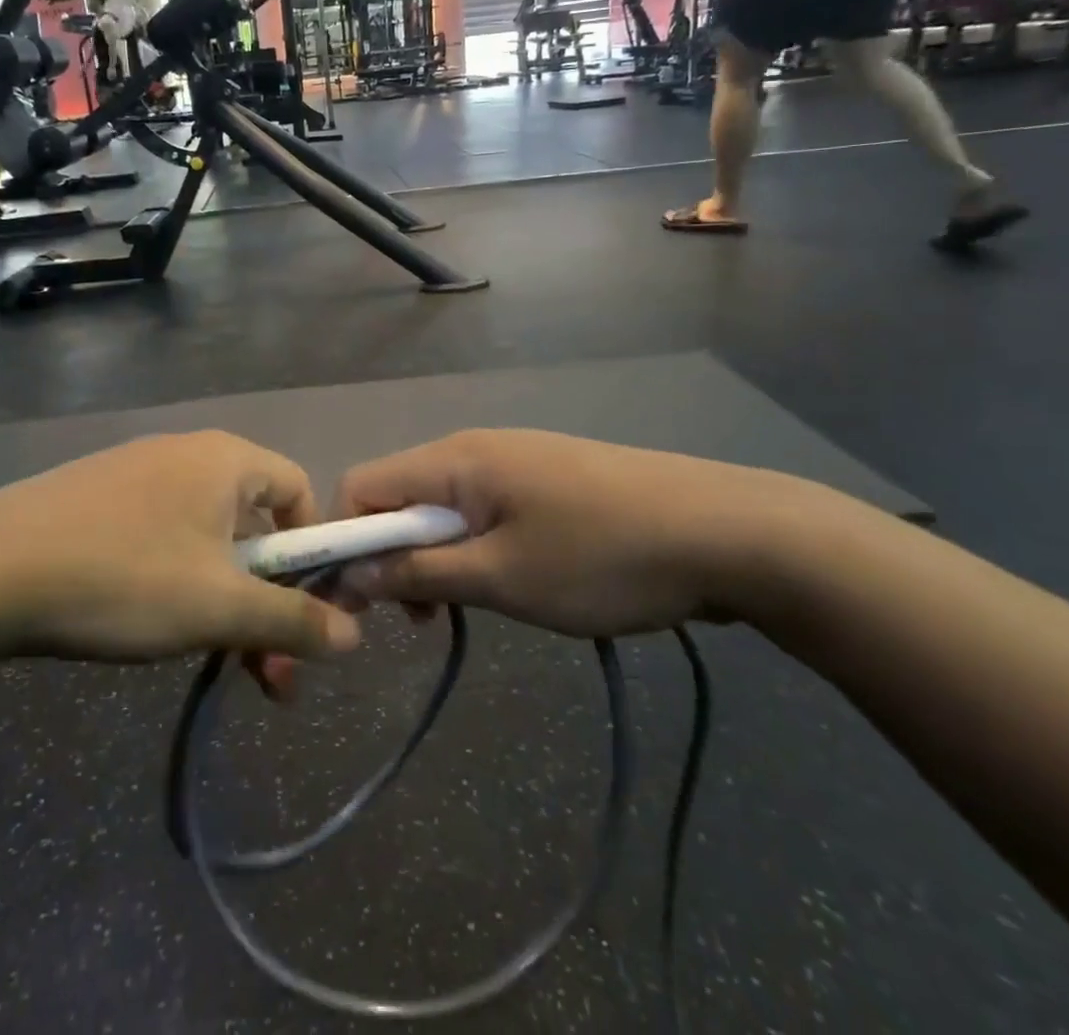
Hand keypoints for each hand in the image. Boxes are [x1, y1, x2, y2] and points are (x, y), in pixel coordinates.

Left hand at [0, 432, 360, 663]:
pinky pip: (162, 538)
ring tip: (217, 666)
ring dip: (226, 603)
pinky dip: (179, 584)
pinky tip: (155, 628)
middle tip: (269, 676)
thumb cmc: (124, 576)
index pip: (299, 491)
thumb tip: (354, 637)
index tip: (306, 613)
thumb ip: (291, 620)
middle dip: (269, 601)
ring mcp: (136, 475)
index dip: (313, 552)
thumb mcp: (218, 607)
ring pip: (206, 541)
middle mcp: (186, 454)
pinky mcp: (97, 500)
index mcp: (225, 459)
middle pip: (253, 524)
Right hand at [333, 429, 840, 640]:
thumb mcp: (501, 578)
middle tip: (415, 620)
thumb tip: (353, 573)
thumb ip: (419, 573)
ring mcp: (513, 459)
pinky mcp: (545, 477)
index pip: (361, 487)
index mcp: (453, 460)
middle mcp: (473, 448)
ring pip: (441, 506)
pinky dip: (471, 546)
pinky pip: (481, 508)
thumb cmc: (601, 558)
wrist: (725, 532)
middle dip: (390, 555)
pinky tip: (507, 580)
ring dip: (433, 556)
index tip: (354, 604)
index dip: (344, 542)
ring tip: (462, 608)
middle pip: (398, 496)